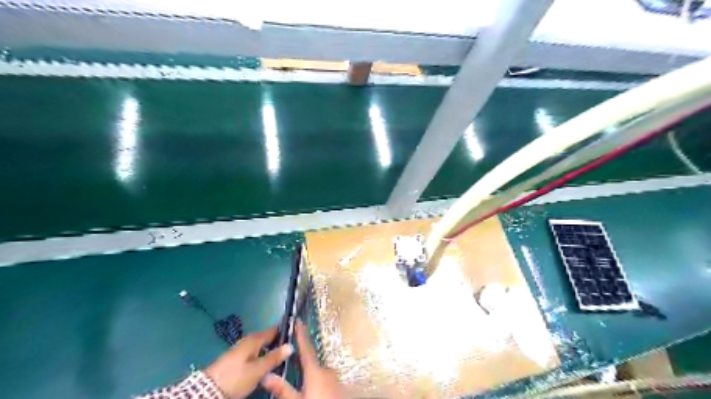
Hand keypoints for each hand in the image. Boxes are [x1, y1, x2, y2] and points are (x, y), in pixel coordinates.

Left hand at [206, 326, 294, 397]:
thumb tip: (291, 345)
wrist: (207, 390)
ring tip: (282, 357)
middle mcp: (248, 340)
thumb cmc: (235, 378)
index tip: (297, 331)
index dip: (285, 329)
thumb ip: (274, 357)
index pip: (274, 329)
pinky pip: (255, 352)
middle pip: (267, 337)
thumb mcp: (257, 370)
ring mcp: (241, 349)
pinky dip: (262, 355)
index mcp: (255, 339)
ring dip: (270, 349)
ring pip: (261, 346)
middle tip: (291, 347)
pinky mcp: (236, 359)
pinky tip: (266, 364)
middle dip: (279, 341)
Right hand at [261, 320, 343, 398]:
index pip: (306, 348)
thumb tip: (266, 375)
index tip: (297, 321)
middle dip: (302, 364)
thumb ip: (283, 389)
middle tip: (291, 366)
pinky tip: (315, 392)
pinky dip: (318, 383)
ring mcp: (335, 378)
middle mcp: (327, 370)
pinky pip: (325, 380)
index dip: (301, 334)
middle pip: (311, 363)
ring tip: (303, 386)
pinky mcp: (340, 385)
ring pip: (318, 373)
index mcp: (316, 371)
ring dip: (310, 376)